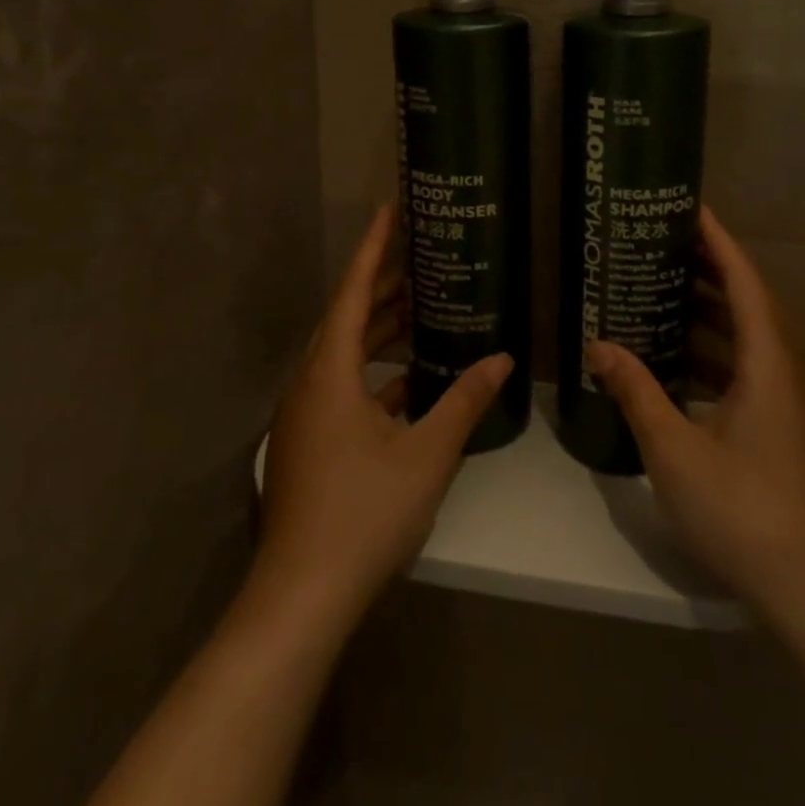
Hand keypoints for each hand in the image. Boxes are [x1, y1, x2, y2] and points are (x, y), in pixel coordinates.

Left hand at [256, 203, 510, 629]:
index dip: (373, 247)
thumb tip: (503, 359)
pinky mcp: (310, 443)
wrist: (301, 596)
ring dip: (380, 331)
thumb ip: (465, 401)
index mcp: (329, 372)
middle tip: (421, 256)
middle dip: (383, 285)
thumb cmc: (364, 513)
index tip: (390, 209)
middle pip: (347, 317)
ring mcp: (305, 415)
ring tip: (422, 308)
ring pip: (344, 354)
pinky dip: (375, 373)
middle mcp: (310, 383)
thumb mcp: (427, 453)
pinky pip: (343, 386)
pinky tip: (411, 381)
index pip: (353, 290)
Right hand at [585, 205, 804, 630]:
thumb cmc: (745, 510)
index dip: (717, 240)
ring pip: (751, 337)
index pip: (744, 280)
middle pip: (750, 301)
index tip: (688, 208)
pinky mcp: (789, 427)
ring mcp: (792, 401)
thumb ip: (637, 391)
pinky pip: (751, 367)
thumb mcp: (675, 449)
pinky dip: (716, 352)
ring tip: (662, 292)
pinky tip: (679, 361)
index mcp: (769, 361)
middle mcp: (788, 370)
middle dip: (709, 269)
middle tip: (662, 245)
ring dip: (711, 312)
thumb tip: (599, 345)